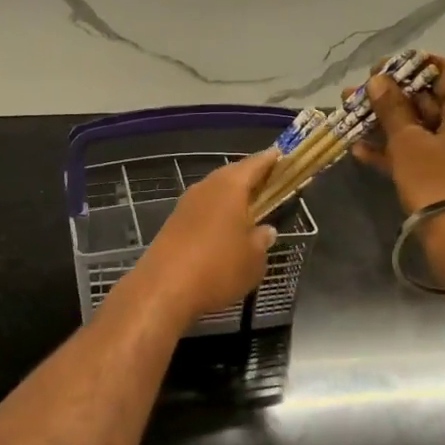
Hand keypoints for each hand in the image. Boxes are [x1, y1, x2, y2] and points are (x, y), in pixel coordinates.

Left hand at [121, 151, 279, 326]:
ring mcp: (185, 205)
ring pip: (214, 192)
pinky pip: (201, 210)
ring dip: (230, 196)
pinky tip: (222, 228)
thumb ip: (262, 241)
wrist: (162, 289)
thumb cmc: (218, 268)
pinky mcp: (172, 224)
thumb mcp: (253, 260)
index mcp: (230, 187)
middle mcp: (206, 188)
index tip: (281, 155)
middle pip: (231, 175)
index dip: (270, 160)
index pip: (255, 164)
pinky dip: (215, 213)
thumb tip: (266, 230)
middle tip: (267, 183)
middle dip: (249, 177)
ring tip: (248, 207)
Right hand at [353, 55, 444, 215]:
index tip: (374, 72)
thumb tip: (378, 81)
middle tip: (354, 97)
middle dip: (389, 99)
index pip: (440, 70)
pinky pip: (427, 152)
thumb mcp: (408, 142)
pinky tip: (363, 151)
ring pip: (424, 128)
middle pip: (430, 100)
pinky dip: (400, 150)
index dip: (404, 68)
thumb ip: (391, 108)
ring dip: (388, 125)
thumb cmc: (437, 181)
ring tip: (351, 121)